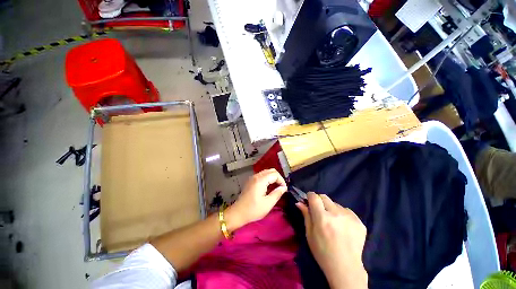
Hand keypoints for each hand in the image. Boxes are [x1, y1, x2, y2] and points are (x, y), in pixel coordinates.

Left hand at [226, 169, 286, 230]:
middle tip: (281, 187)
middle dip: (278, 177)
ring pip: (266, 172)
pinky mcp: (251, 181)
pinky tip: (269, 187)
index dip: (281, 180)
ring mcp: (252, 178)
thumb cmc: (253, 210)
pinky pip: (262, 175)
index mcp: (260, 180)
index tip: (284, 189)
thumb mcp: (268, 204)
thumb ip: (277, 194)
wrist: (238, 213)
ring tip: (276, 188)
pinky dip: (268, 179)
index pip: (275, 174)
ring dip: (273, 178)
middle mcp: (256, 176)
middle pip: (271, 171)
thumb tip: (284, 188)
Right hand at [297, 193, 367, 288]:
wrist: (345, 268)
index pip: (314, 196)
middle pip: (324, 197)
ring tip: (333, 222)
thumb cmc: (322, 252)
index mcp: (322, 218)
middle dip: (320, 201)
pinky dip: (342, 215)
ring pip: (336, 204)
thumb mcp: (309, 234)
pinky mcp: (359, 222)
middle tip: (320, 212)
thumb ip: (306, 215)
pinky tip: (343, 227)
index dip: (310, 197)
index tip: (309, 201)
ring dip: (331, 209)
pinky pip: (346, 211)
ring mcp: (349, 217)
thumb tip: (299, 202)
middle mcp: (336, 214)